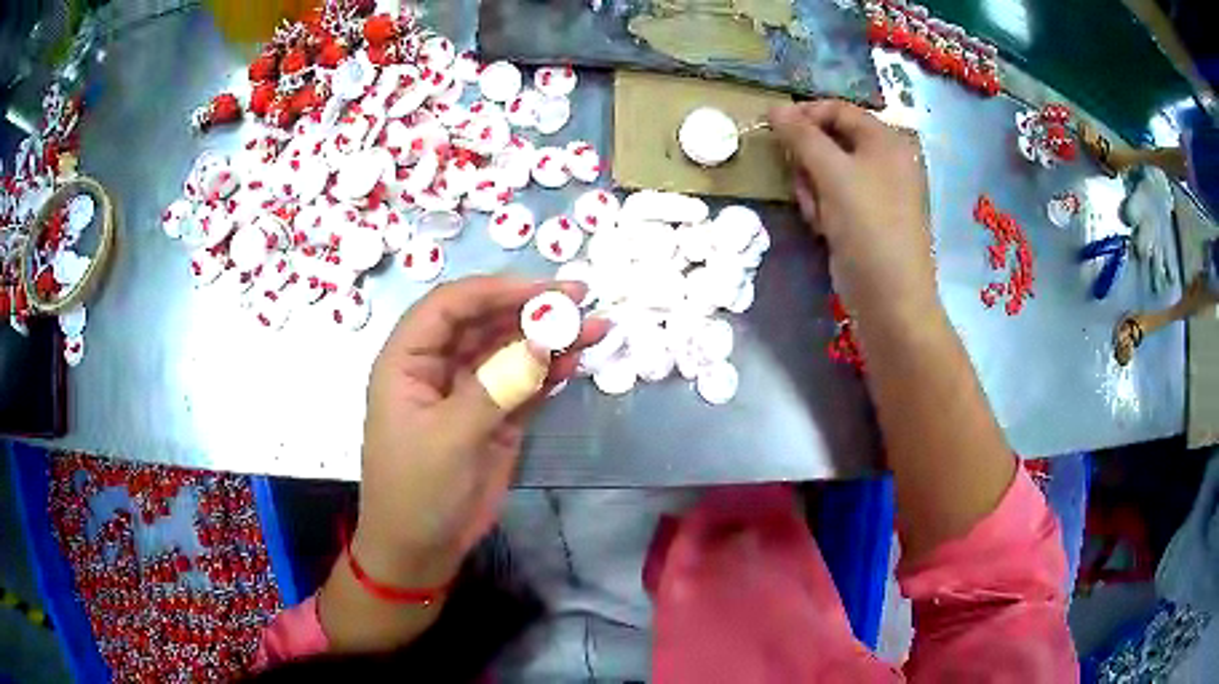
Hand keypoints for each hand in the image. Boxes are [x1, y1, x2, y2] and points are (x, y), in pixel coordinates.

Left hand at [353, 276, 607, 587]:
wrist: (421, 549)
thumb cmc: (417, 491)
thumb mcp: (450, 438)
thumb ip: (497, 387)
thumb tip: (544, 341)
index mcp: (408, 361)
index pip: (449, 307)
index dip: (494, 290)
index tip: (542, 289)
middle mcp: (437, 367)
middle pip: (485, 322)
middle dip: (530, 309)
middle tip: (580, 298)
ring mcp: (469, 392)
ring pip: (509, 351)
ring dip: (548, 339)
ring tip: (594, 327)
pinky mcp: (494, 417)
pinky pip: (523, 384)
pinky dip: (548, 372)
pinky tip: (575, 361)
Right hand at [770, 101, 936, 323]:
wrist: (891, 300)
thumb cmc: (868, 228)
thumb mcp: (832, 174)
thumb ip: (801, 136)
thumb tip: (774, 107)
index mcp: (886, 140)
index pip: (838, 110)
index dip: (804, 115)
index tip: (773, 131)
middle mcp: (885, 160)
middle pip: (830, 141)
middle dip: (808, 161)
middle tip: (803, 184)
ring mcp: (878, 191)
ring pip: (828, 172)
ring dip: (813, 188)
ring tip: (817, 215)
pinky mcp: (868, 218)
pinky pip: (835, 197)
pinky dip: (824, 208)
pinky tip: (824, 229)